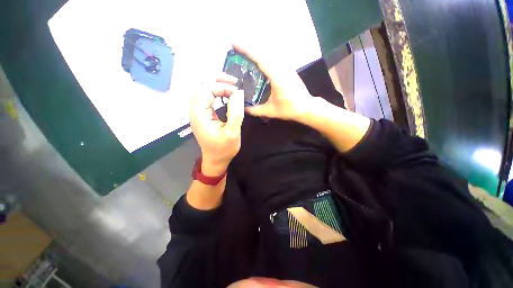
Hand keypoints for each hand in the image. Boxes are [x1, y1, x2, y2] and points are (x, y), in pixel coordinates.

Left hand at [189, 76, 244, 174]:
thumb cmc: (224, 149)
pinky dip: (216, 92)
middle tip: (234, 82)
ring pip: (203, 89)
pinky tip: (225, 93)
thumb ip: (235, 112)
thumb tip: (239, 93)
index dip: (222, 87)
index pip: (206, 89)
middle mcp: (195, 110)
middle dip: (217, 80)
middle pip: (201, 85)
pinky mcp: (202, 114)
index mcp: (199, 114)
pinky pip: (206, 97)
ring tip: (231, 84)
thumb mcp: (232, 132)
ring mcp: (198, 112)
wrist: (216, 160)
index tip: (237, 92)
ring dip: (216, 84)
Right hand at [232, 43, 312, 120]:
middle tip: (234, 46)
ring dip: (256, 50)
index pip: (260, 59)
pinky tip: (257, 60)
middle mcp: (282, 68)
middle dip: (248, 47)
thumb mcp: (271, 111)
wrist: (306, 106)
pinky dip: (263, 56)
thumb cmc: (289, 109)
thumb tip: (243, 108)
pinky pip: (273, 58)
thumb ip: (256, 110)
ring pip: (269, 53)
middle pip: (263, 52)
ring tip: (243, 51)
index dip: (247, 50)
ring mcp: (286, 67)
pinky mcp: (287, 68)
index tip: (234, 43)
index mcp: (277, 77)